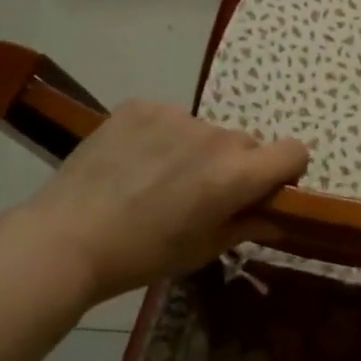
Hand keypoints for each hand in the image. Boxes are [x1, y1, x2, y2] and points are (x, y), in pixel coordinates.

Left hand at [20, 101, 309, 306]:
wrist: (66, 239)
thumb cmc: (142, 255)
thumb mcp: (203, 249)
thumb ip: (248, 224)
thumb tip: (277, 216)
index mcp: (236, 174)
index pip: (294, 151)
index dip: (287, 170)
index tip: (265, 189)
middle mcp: (215, 136)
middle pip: (246, 143)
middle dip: (236, 166)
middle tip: (201, 194)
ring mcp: (176, 115)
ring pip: (206, 131)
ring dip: (197, 150)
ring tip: (158, 179)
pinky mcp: (142, 106)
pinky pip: (170, 118)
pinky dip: (163, 137)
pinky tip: (134, 162)